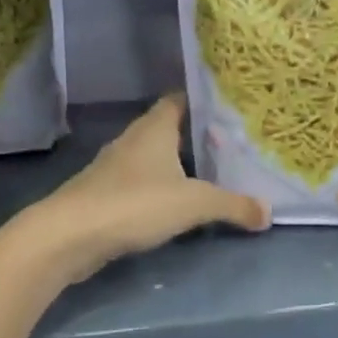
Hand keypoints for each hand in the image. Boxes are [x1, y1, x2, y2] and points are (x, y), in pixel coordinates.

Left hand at [17, 93, 268, 284]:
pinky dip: (157, 189)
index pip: (179, 100)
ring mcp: (113, 168)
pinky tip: (174, 206)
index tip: (230, 110)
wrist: (68, 236)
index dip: (203, 102)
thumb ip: (233, 206)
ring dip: (175, 166)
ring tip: (209, 176)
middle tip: (229, 147)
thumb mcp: (195, 203)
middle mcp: (132, 141)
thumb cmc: (135, 204)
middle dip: (195, 137)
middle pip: (167, 129)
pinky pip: (138, 184)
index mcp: (153, 129)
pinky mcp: (102, 195)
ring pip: (151, 158)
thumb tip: (268, 213)